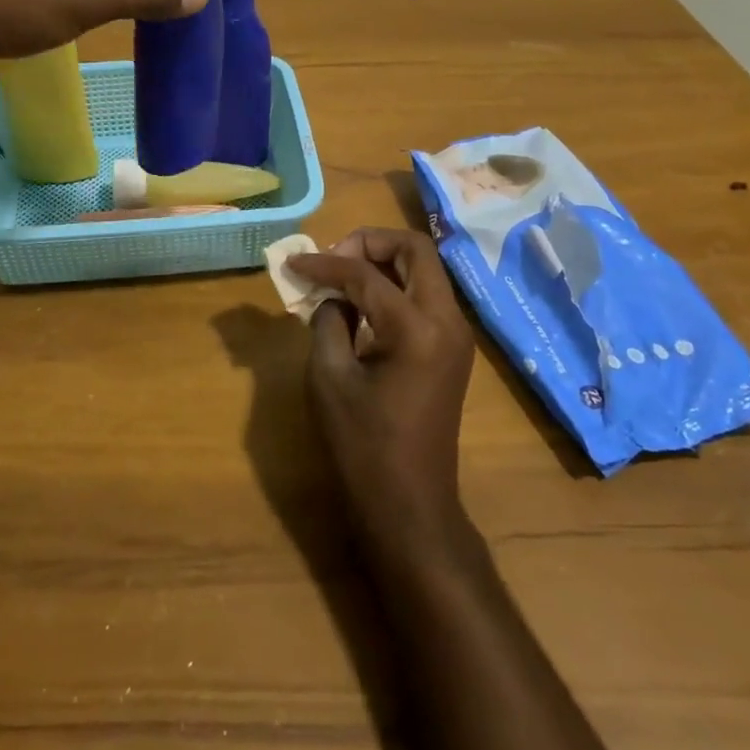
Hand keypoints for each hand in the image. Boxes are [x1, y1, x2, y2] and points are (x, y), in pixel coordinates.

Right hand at [289, 228, 476, 562]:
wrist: (411, 506)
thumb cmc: (363, 446)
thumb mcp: (329, 377)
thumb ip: (327, 320)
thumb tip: (332, 295)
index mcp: (416, 328)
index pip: (366, 274)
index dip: (325, 263)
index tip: (293, 263)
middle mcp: (447, 320)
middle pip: (415, 249)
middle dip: (369, 243)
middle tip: (332, 260)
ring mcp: (456, 334)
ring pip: (424, 269)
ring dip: (383, 262)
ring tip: (341, 278)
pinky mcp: (453, 348)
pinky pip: (425, 295)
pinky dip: (394, 286)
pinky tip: (361, 304)